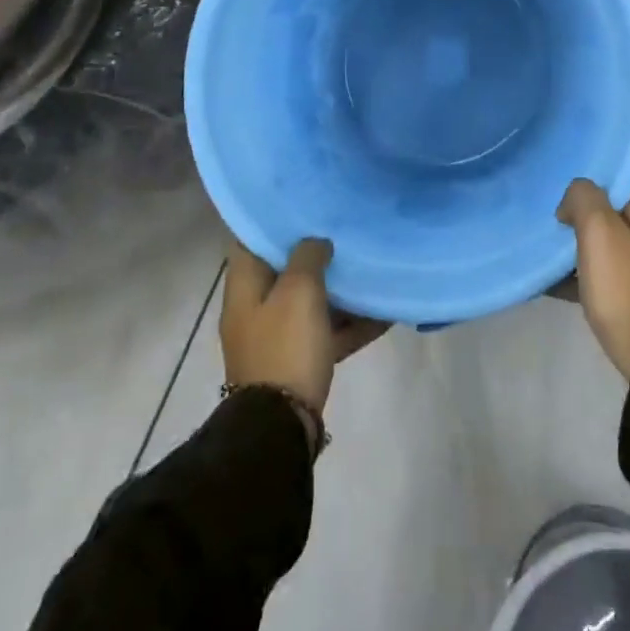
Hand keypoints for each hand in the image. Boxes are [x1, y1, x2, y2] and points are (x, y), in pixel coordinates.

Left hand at [221, 237, 388, 416]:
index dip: (275, 221)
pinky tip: (384, 313)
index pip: (251, 241)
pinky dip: (350, 323)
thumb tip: (316, 243)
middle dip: (314, 253)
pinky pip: (327, 333)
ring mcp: (278, 337)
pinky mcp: (299, 361)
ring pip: (310, 301)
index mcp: (244, 287)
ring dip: (338, 289)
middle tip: (344, 231)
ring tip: (369, 267)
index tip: (304, 205)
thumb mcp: (298, 290)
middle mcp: (256, 308)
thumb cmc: (285, 346)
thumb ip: (308, 256)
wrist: (282, 425)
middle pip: (285, 271)